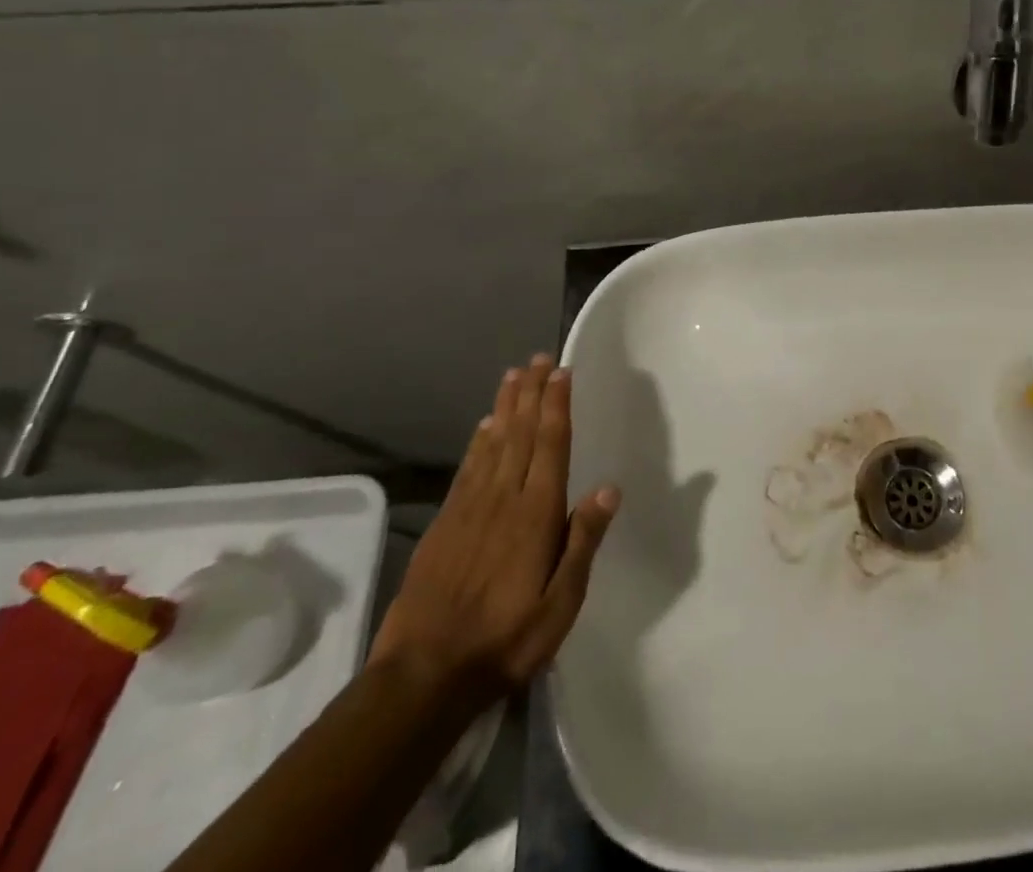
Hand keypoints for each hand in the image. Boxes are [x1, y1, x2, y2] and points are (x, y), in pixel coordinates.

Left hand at [370, 355, 619, 701]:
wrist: (424, 674)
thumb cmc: (505, 641)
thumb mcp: (560, 604)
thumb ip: (583, 543)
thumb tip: (609, 489)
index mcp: (536, 513)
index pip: (551, 445)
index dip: (557, 406)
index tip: (562, 372)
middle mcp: (504, 498)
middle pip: (522, 433)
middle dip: (532, 393)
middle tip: (539, 358)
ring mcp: (470, 508)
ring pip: (493, 443)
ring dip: (506, 406)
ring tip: (514, 376)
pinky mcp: (445, 523)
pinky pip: (467, 468)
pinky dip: (478, 441)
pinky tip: (484, 426)